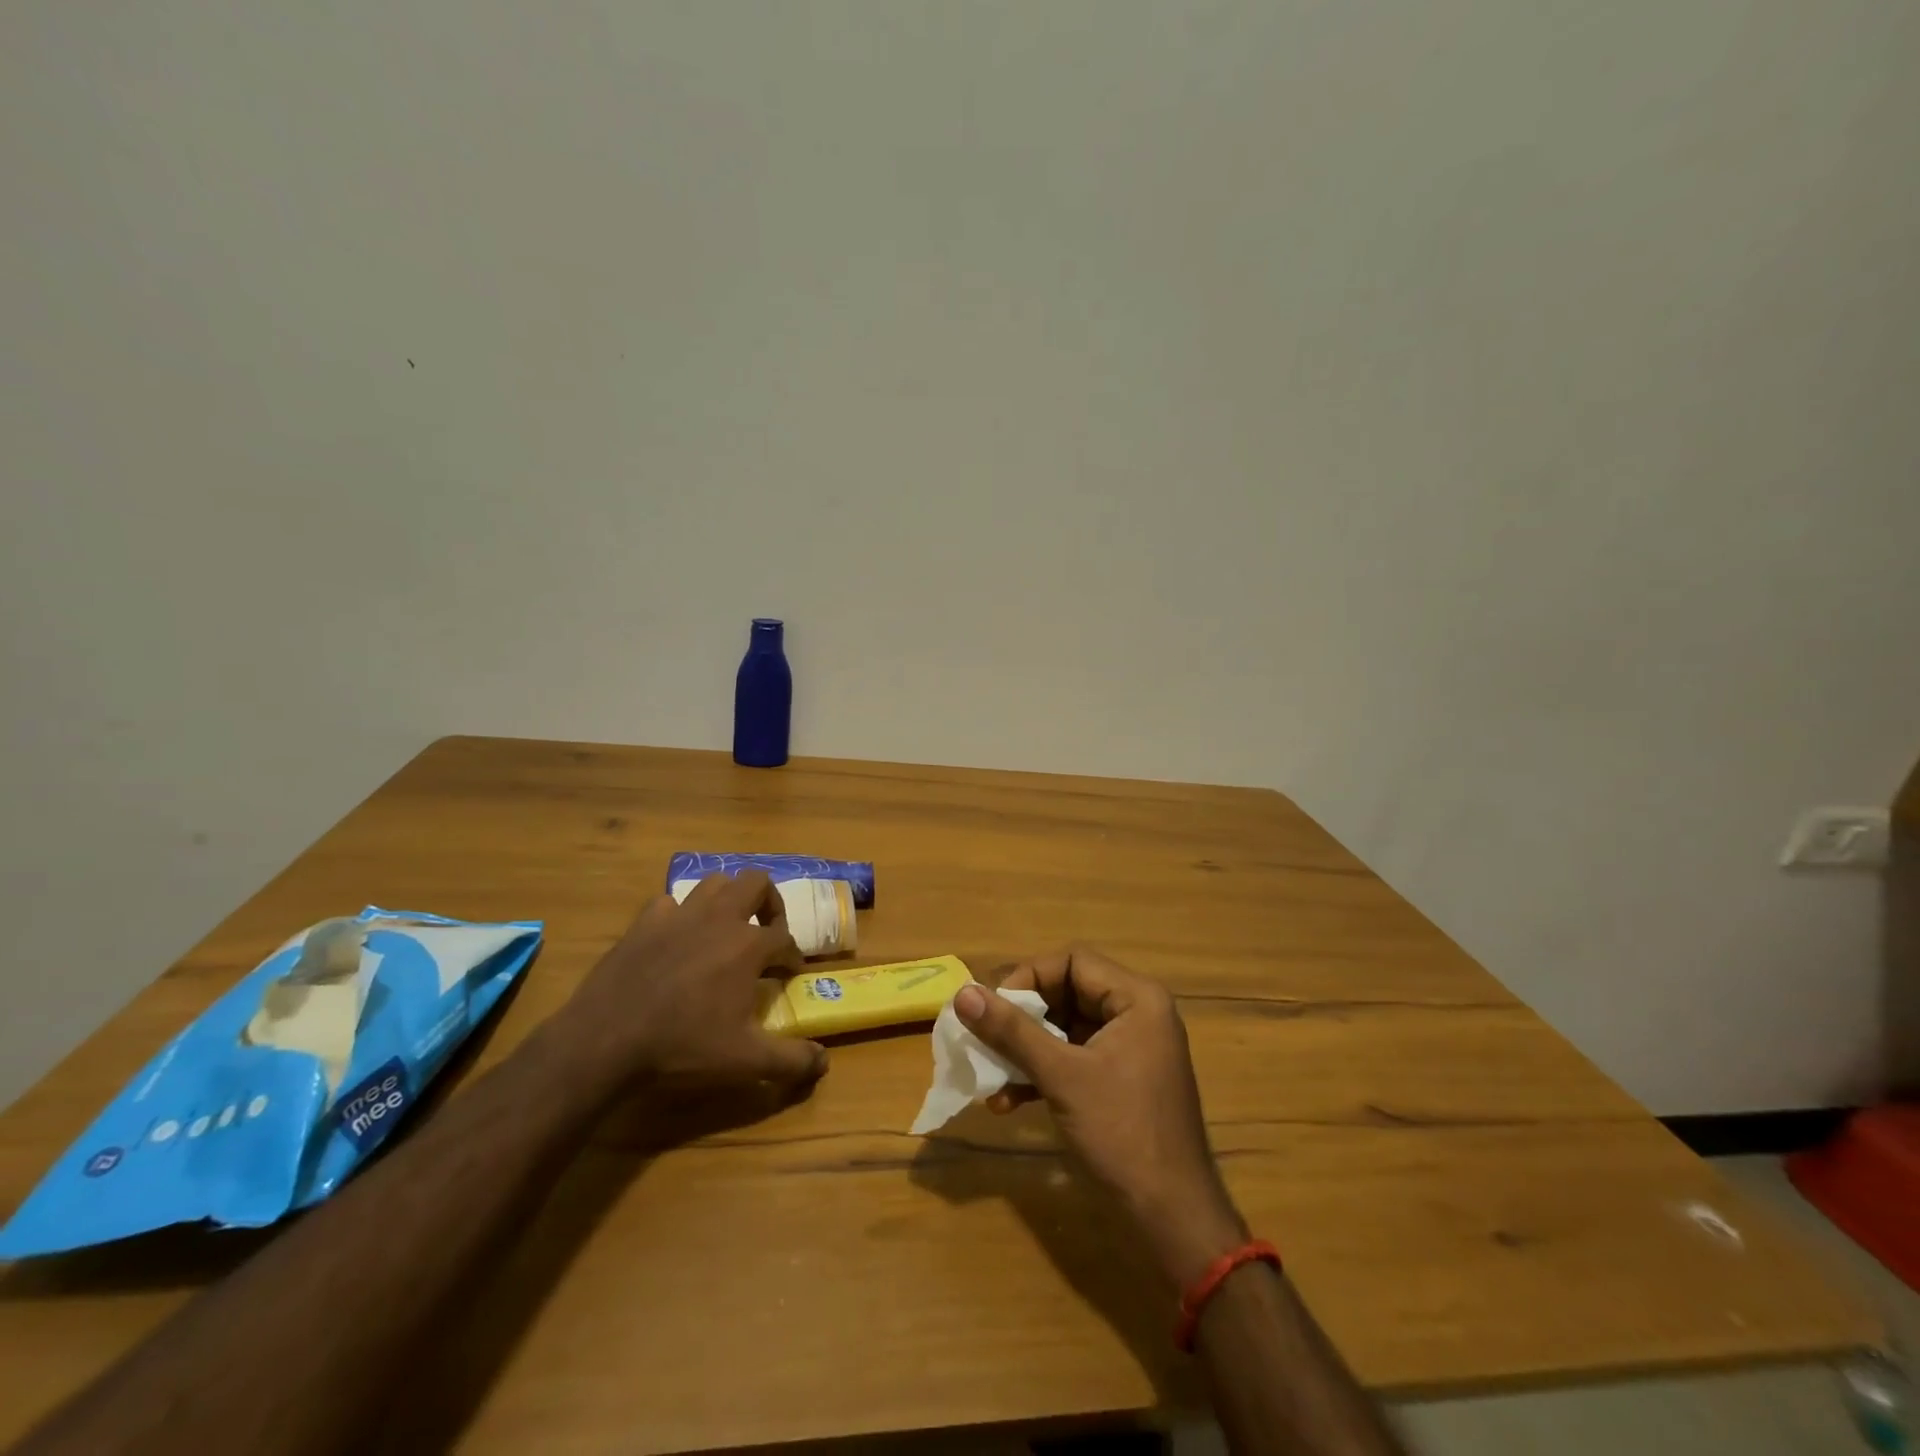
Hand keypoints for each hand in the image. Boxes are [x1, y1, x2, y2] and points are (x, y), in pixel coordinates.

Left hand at [554, 872, 825, 1096]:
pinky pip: (670, 903)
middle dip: (769, 903)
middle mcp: (719, 917)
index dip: (793, 956)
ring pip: (715, 883)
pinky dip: (680, 914)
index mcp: (748, 944)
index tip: (790, 974)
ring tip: (726, 928)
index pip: (785, 939)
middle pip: (757, 883)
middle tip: (766, 932)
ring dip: (728, 899)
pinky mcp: (644, 921)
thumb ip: (791, 1060)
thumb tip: (825, 1062)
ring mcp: (679, 914)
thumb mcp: (745, 1060)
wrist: (605, 1040)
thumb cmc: (683, 1046)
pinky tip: (677, 938)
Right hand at [954, 946, 1245, 1286]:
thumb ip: (1012, 1031)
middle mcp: (1137, 1013)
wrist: (1172, 1217)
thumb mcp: (1062, 1076)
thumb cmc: (1121, 1133)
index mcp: (1137, 998)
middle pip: (1067, 992)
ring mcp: (1129, 1048)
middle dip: (1022, 1018)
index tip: (994, 1007)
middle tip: (986, 1038)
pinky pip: (1074, 1057)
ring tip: (989, 1076)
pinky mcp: (1120, 1078)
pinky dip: (1042, 1072)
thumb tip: (963, 993)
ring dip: (1026, 1050)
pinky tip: (1008, 1101)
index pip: (1073, 961)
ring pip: (1065, 1028)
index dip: (1029, 977)